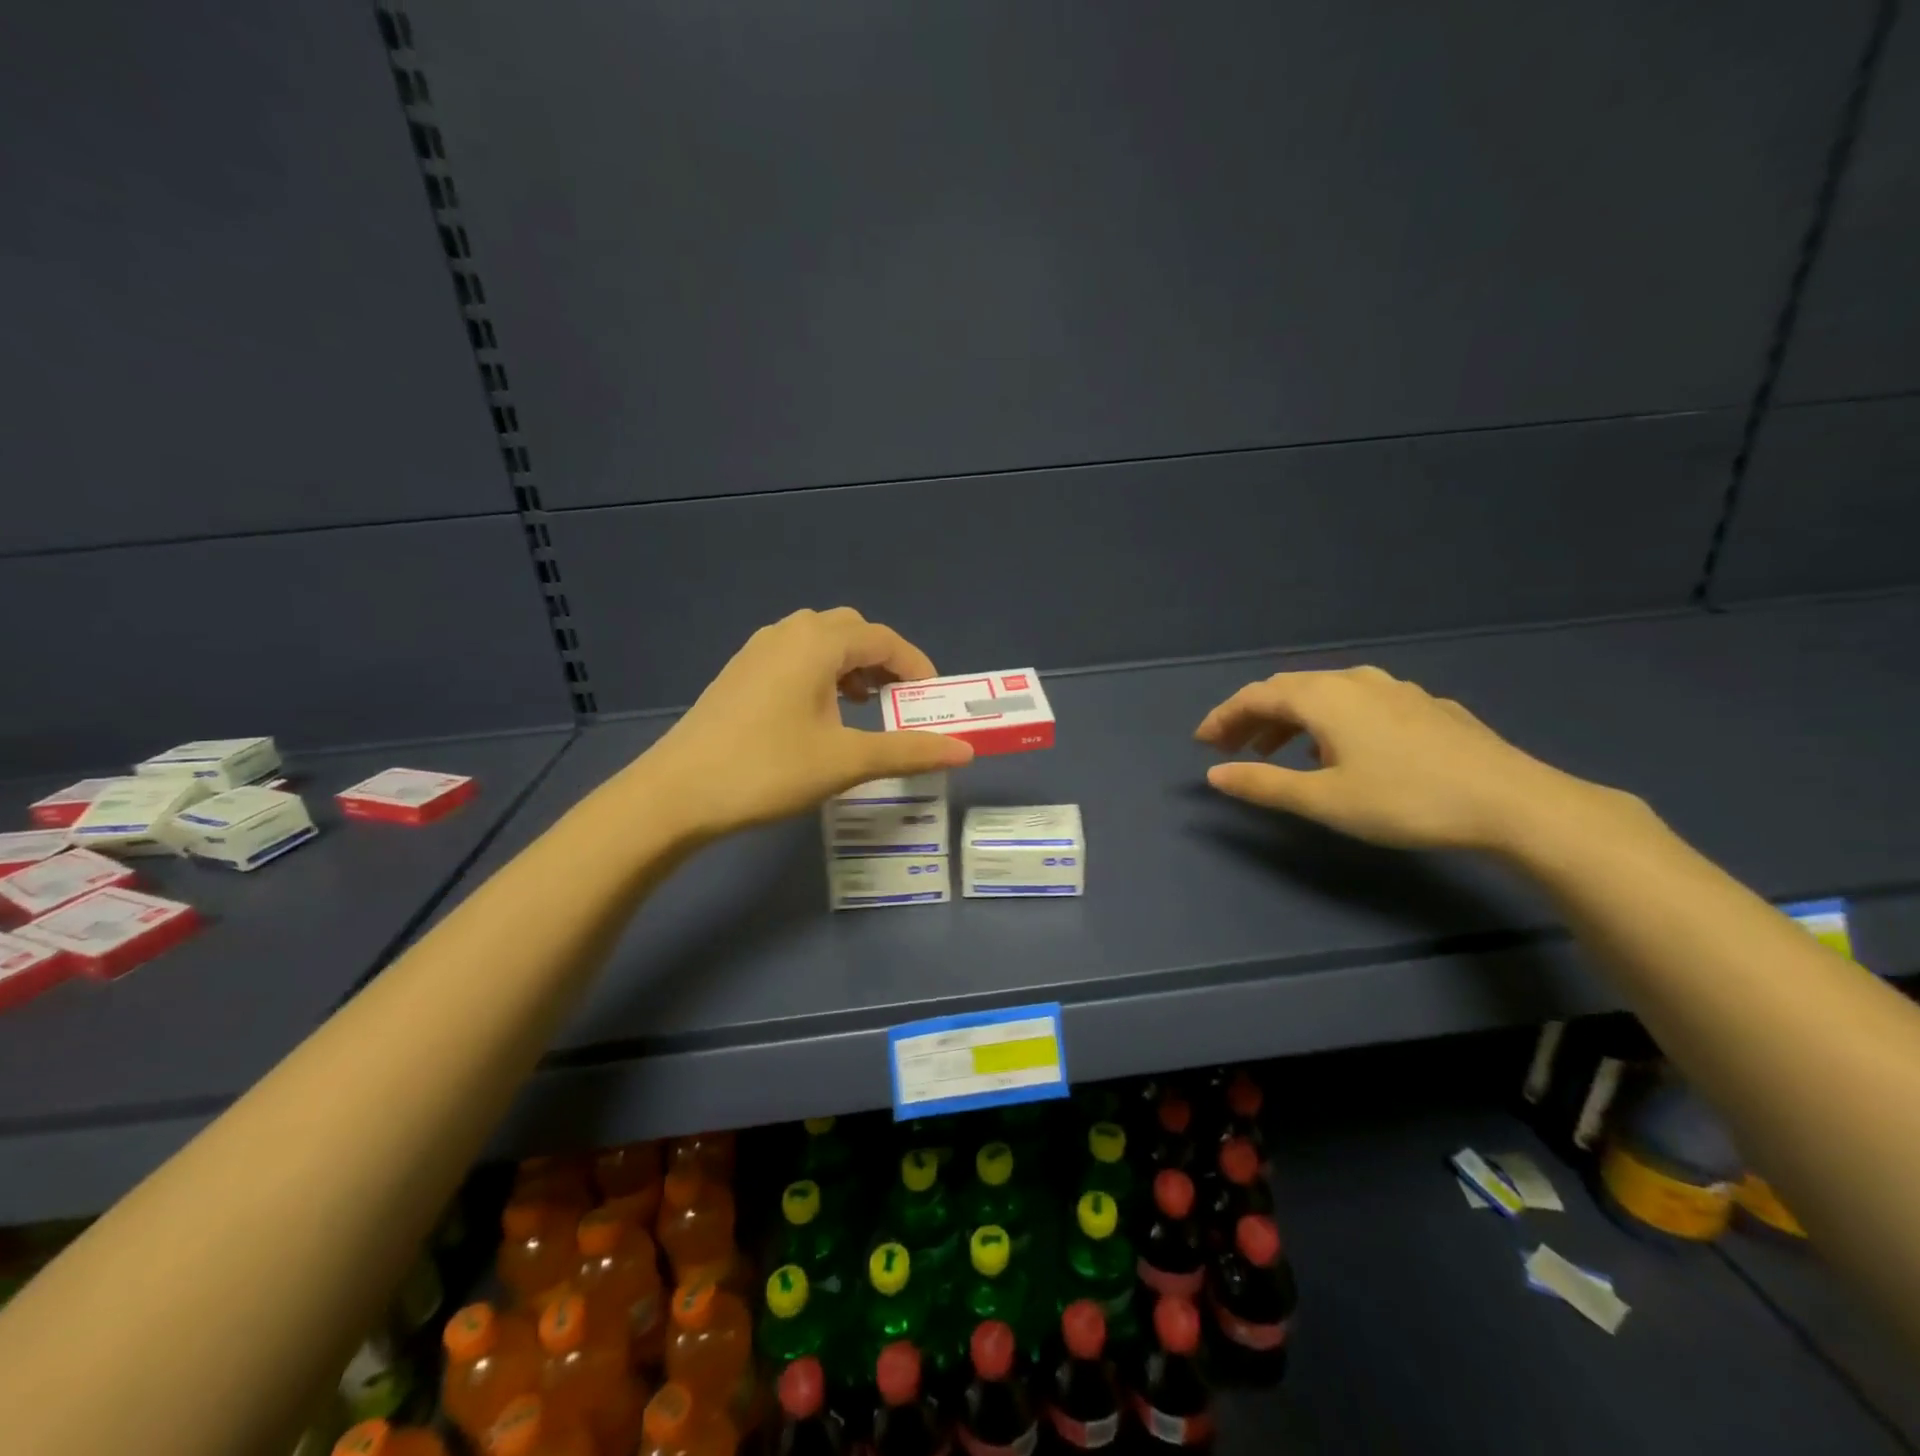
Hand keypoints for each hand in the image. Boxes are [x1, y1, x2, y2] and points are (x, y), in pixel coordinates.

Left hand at [637, 608, 973, 840]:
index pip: (883, 639)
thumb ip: (909, 751)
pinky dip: (822, 675)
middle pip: (852, 632)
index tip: (934, 699)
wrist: (676, 794)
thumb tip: (965, 751)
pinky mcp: (739, 674)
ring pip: (820, 643)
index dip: (916, 666)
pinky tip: (820, 715)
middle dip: (884, 661)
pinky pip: (795, 658)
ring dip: (851, 666)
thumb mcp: (846, 761)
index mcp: (817, 643)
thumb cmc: (768, 769)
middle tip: (901, 701)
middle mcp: (787, 634)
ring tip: (865, 706)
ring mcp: (757, 652)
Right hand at [1194, 666, 1585, 851]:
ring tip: (1276, 750)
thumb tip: (1214, 775)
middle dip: (1252, 716)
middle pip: (1288, 689)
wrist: (1512, 802)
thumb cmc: (1405, 800)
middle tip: (1232, 748)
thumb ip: (1263, 784)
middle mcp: (1355, 682)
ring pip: (1325, 694)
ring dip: (1290, 719)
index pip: (1256, 696)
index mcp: (1324, 698)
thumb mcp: (1324, 800)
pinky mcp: (1424, 707)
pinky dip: (1328, 720)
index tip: (1202, 743)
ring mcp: (1395, 690)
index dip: (1223, 717)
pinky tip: (1339, 749)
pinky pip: (1357, 703)